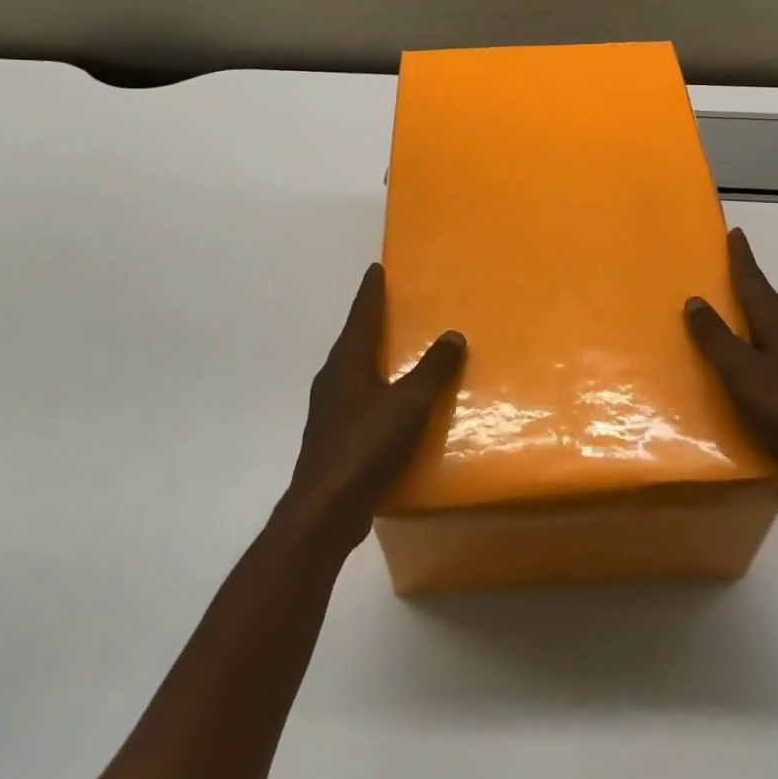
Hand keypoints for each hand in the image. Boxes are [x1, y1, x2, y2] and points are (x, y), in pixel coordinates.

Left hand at [284, 265, 465, 548]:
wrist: (325, 510)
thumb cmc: (366, 446)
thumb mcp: (409, 404)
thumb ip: (432, 369)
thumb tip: (453, 335)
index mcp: (347, 361)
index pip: (362, 314)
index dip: (371, 291)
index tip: (376, 268)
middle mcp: (333, 378)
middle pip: (354, 338)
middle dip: (372, 320)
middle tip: (394, 305)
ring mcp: (329, 408)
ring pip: (353, 369)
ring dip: (372, 355)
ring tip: (397, 350)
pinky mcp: (333, 435)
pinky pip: (357, 397)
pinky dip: (375, 387)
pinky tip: (391, 402)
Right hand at [685, 228, 777, 494]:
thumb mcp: (742, 371)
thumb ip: (717, 337)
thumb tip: (695, 300)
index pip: (756, 284)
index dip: (743, 259)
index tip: (736, 233)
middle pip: (767, 302)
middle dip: (749, 283)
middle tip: (729, 267)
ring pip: (773, 328)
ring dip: (754, 315)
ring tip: (733, 312)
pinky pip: (775, 354)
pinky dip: (758, 346)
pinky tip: (750, 363)